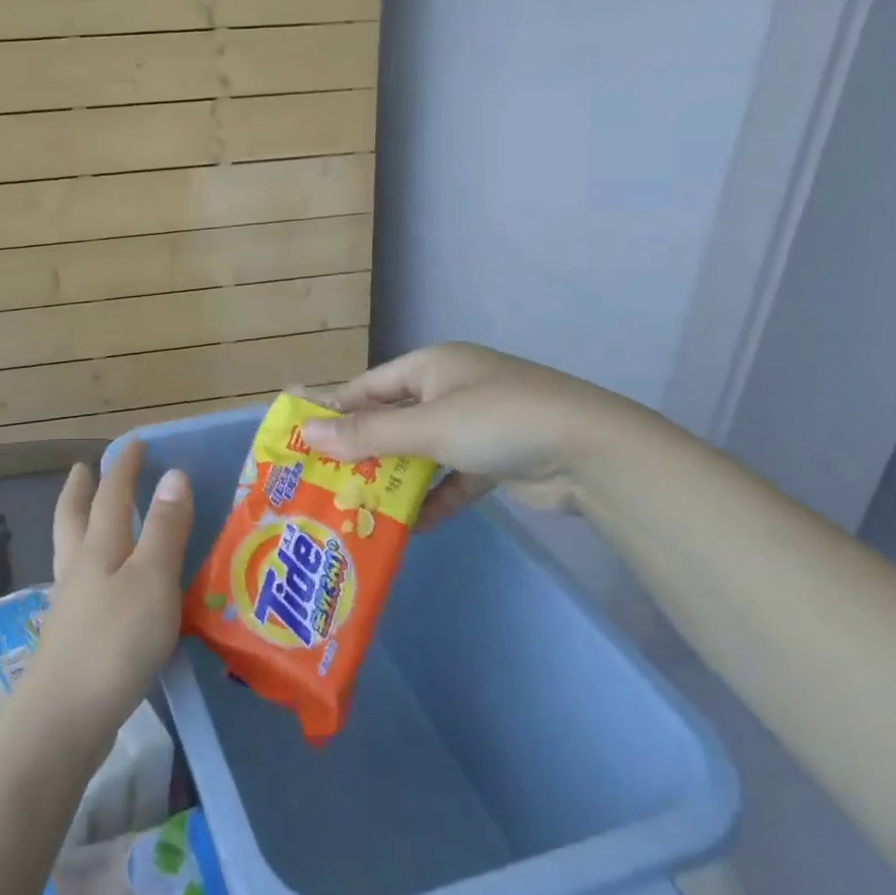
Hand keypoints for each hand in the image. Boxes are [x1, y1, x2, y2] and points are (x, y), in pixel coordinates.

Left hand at [27, 439, 191, 749]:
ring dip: (79, 525)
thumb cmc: (115, 642)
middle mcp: (78, 569)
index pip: (111, 495)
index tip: (133, 443)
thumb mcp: (151, 579)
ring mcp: (70, 605)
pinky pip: (81, 585)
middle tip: (83, 469)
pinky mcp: (72, 638)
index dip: (123, 467)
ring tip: (88, 517)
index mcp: (98, 548)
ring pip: (72, 551)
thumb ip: (164, 529)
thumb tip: (173, 474)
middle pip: (74, 518)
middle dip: (81, 490)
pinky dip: (88, 567)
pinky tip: (102, 585)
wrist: (65, 718)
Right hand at [298, 343, 639, 526]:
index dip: (334, 409)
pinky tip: (411, 528)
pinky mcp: (495, 461)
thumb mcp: (428, 425)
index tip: (302, 436)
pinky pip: (451, 480)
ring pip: (420, 453)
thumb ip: (368, 433)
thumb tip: (309, 433)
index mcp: (432, 366)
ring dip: (394, 480)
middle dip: (362, 450)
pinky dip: (433, 500)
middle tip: (323, 479)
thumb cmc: (499, 421)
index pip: (369, 386)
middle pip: (393, 420)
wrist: (593, 454)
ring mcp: (475, 426)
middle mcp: (450, 390)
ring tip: (357, 507)